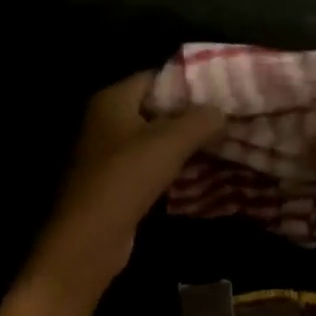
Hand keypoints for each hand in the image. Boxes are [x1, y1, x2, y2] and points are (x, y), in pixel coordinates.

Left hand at [25, 73, 225, 296]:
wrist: (89, 239)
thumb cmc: (126, 178)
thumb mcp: (171, 142)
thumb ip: (201, 120)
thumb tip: (222, 111)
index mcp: (112, 100)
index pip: (155, 77)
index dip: (188, 82)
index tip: (221, 90)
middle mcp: (105, 121)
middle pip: (155, 108)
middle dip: (190, 114)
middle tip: (226, 117)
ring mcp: (107, 153)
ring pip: (154, 139)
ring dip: (184, 142)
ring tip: (221, 142)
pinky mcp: (114, 182)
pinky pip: (149, 164)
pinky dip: (172, 166)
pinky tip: (199, 170)